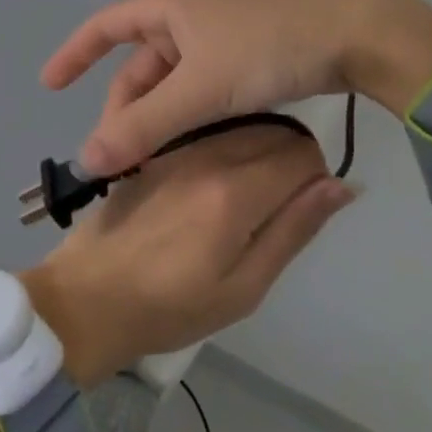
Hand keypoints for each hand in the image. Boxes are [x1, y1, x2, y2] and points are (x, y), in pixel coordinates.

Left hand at [23, 124, 354, 385]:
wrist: (89, 295)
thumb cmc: (171, 307)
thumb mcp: (244, 288)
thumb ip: (293, 229)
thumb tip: (341, 185)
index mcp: (233, 192)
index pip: (302, 153)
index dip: (316, 175)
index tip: (304, 204)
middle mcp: (208, 152)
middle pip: (274, 130)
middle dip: (290, 158)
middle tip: (276, 205)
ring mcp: (179, 144)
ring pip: (242, 124)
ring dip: (259, 147)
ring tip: (246, 197)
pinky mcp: (159, 146)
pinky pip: (209, 128)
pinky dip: (227, 143)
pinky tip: (212, 183)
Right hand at [42, 0, 431, 174]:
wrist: (354, 35)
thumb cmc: (267, 48)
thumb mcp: (201, 90)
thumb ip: (145, 127)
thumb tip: (87, 159)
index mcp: (169, 6)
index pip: (105, 26)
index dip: (74, 54)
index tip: (49, 86)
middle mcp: (188, 13)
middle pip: (140, 62)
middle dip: (125, 107)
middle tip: (119, 158)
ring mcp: (219, 31)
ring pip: (173, 77)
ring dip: (159, 115)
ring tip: (152, 161)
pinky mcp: (246, 49)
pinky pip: (200, 81)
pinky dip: (188, 111)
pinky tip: (191, 144)